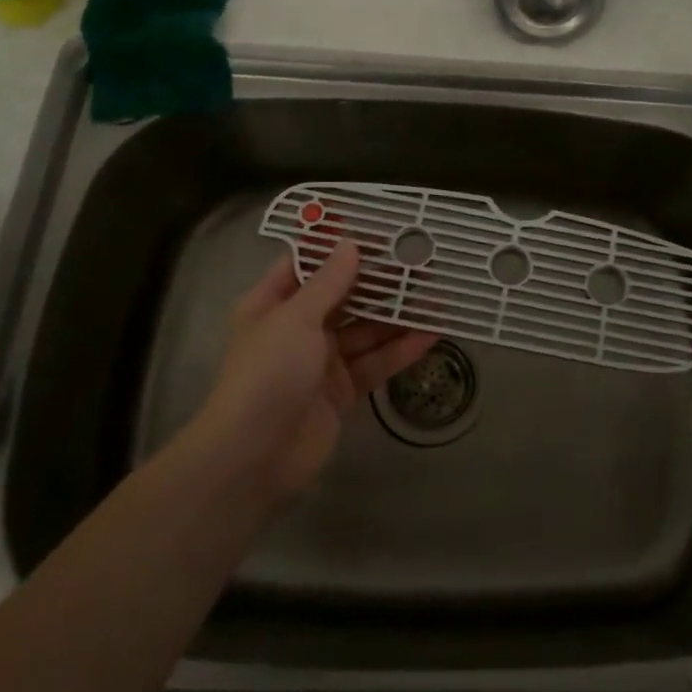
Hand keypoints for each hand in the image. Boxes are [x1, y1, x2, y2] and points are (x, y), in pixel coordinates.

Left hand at [195, 244, 438, 505]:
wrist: (254, 457)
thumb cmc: (267, 374)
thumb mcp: (295, 318)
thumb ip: (328, 282)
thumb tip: (350, 244)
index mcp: (274, 304)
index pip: (309, 265)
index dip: (341, 248)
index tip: (380, 233)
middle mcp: (298, 328)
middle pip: (345, 297)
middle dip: (381, 283)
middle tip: (421, 265)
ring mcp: (322, 361)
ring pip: (366, 331)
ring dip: (398, 316)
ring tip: (437, 298)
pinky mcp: (342, 391)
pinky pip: (375, 362)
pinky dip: (400, 349)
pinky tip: (431, 335)